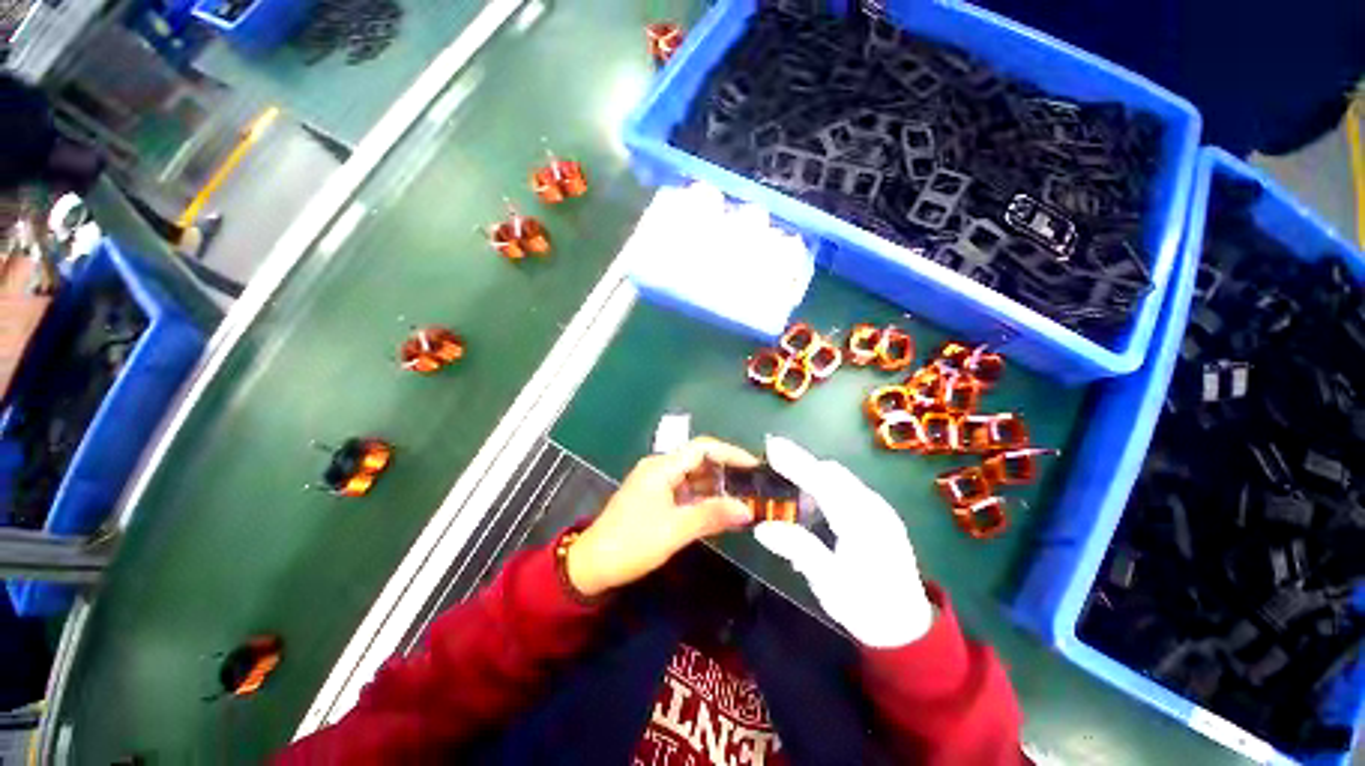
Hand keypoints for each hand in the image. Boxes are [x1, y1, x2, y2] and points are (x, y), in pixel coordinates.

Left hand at [566, 437, 759, 596]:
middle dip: (727, 474)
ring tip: (744, 504)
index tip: (757, 468)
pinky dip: (703, 502)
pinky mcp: (652, 504)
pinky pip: (684, 495)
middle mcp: (657, 471)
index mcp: (660, 468)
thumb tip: (748, 509)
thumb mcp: (676, 530)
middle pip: (699, 462)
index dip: (732, 454)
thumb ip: (712, 516)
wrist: (593, 565)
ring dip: (717, 490)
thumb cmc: (633, 543)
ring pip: (693, 480)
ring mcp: (653, 488)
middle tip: (755, 490)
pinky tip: (720, 516)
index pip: (703, 449)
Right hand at [753, 437, 933, 647]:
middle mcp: (876, 509)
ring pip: (846, 485)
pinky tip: (816, 508)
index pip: (825, 482)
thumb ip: (800, 549)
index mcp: (862, 521)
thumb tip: (764, 527)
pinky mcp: (885, 524)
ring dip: (818, 478)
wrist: (906, 624)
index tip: (772, 444)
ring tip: (788, 482)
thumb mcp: (829, 583)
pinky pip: (853, 496)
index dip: (797, 462)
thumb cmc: (866, 606)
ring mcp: (883, 515)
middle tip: (773, 464)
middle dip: (805, 465)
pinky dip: (831, 492)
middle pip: (837, 476)